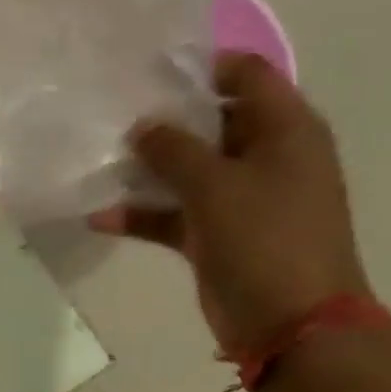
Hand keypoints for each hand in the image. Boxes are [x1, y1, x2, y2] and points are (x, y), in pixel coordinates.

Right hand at [88, 52, 370, 350]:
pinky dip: (143, 215)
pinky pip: (174, 215)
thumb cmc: (265, 240)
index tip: (149, 71)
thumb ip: (173, 149)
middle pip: (211, 123)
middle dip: (163, 120)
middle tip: (111, 114)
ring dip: (146, 170)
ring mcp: (240, 199)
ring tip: (99, 161)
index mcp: (285, 130)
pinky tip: (100, 217)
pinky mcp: (216, 236)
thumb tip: (142, 126)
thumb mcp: (215, 185)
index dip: (201, 66)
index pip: (246, 75)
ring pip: (187, 171)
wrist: (291, 325)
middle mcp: (265, 157)